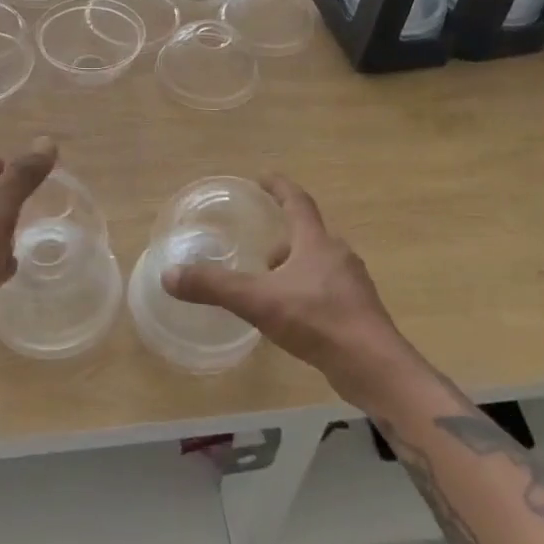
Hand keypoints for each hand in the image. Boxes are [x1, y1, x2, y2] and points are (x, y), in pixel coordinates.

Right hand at [164, 175, 415, 407]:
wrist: (373, 366)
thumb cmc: (317, 320)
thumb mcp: (258, 301)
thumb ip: (214, 286)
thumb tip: (169, 275)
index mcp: (316, 241)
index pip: (297, 201)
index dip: (279, 187)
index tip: (263, 177)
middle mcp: (338, 255)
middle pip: (308, 234)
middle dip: (283, 236)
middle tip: (258, 246)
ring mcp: (352, 284)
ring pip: (318, 264)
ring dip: (295, 266)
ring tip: (269, 284)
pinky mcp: (358, 312)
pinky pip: (327, 290)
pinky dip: (307, 292)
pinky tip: (293, 315)